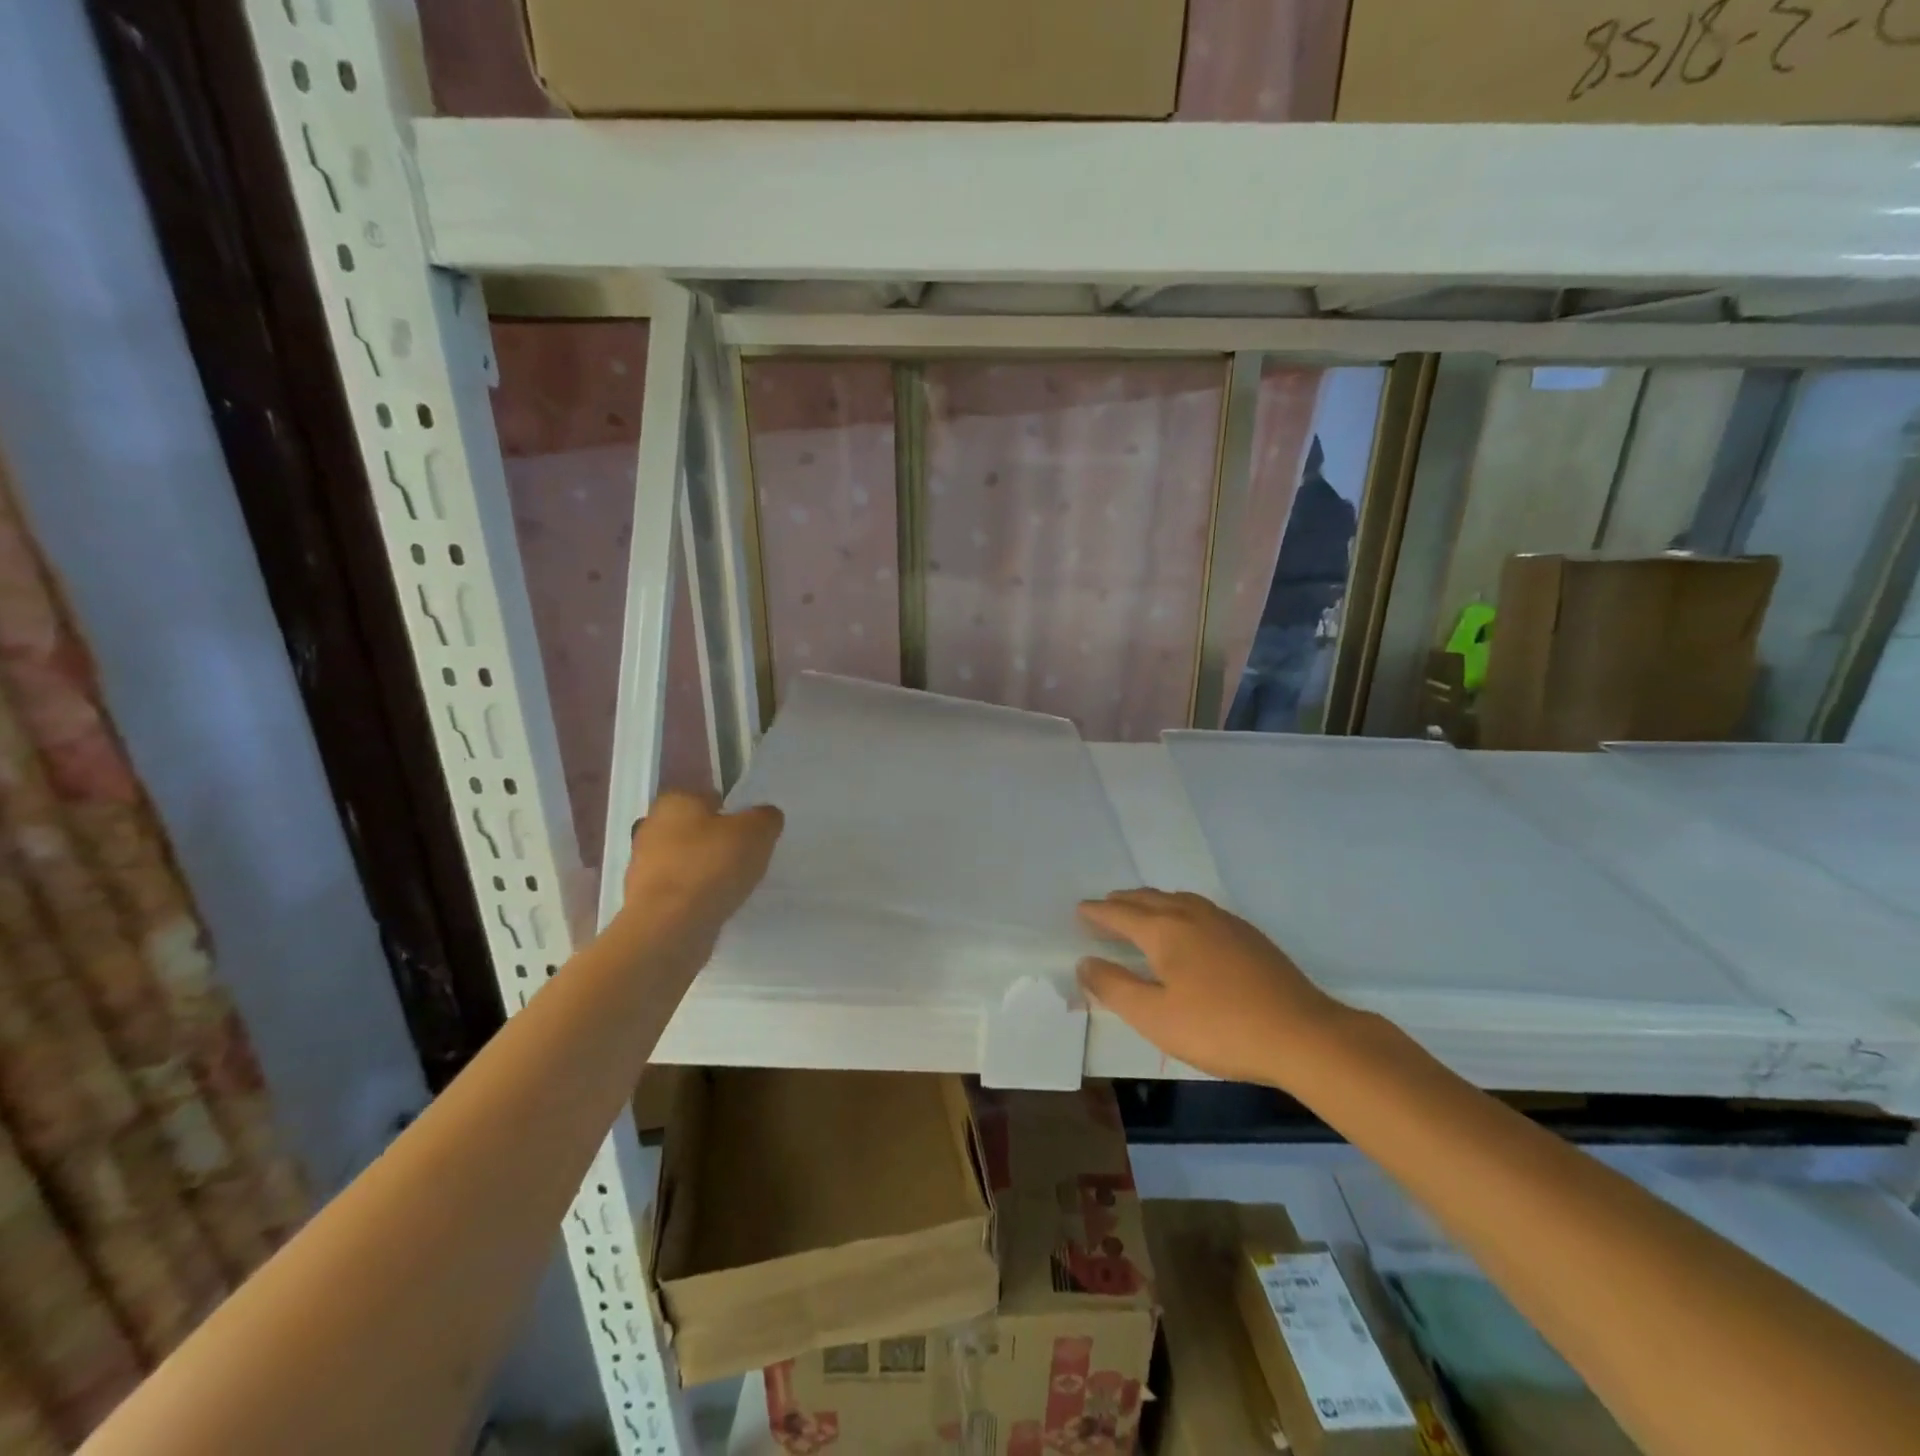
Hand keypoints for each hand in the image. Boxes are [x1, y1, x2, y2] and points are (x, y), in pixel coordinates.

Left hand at [622, 791, 783, 944]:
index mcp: (675, 800)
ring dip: (704, 870)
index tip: (750, 831)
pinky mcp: (643, 899)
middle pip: (693, 829)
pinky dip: (695, 895)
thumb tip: (765, 817)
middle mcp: (651, 826)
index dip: (732, 811)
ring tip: (733, 885)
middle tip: (744, 857)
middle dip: (715, 840)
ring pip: (684, 860)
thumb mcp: (757, 832)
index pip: (708, 796)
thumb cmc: (712, 865)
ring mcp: (643, 865)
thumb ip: (765, 818)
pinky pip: (678, 890)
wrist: (669, 927)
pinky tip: (714, 905)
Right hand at [1076, 889, 1350, 1087]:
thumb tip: (1085, 962)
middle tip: (1105, 905)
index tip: (1080, 909)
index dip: (1098, 913)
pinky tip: (1189, 925)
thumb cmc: (1220, 1028)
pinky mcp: (1249, 936)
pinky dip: (1179, 908)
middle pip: (1149, 900)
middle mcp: (1192, 915)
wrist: (1302, 1034)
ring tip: (1141, 908)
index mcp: (1165, 931)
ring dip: (1152, 901)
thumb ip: (1115, 987)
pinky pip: (1200, 908)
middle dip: (1123, 901)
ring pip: (1177, 899)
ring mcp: (1225, 922)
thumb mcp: (1155, 1017)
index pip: (1121, 914)